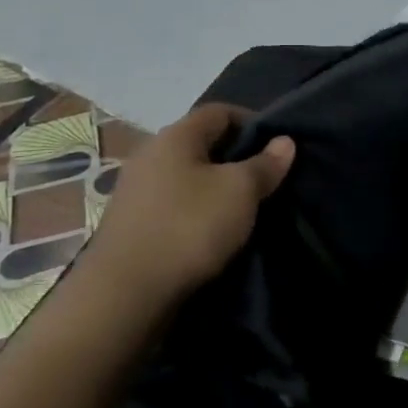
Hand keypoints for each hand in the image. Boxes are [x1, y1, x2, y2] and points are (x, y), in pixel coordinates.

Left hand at [80, 103, 294, 305]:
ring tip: (245, 209)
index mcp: (175, 136)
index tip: (277, 146)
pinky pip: (174, 205)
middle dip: (236, 157)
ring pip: (188, 177)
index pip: (220, 111)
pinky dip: (197, 212)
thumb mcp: (240, 191)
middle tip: (266, 179)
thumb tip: (284, 141)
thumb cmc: (188, 227)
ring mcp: (136, 192)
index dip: (252, 121)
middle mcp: (150, 155)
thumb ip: (265, 164)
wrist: (124, 296)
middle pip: (202, 144)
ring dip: (217, 188)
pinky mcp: (131, 225)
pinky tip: (214, 233)